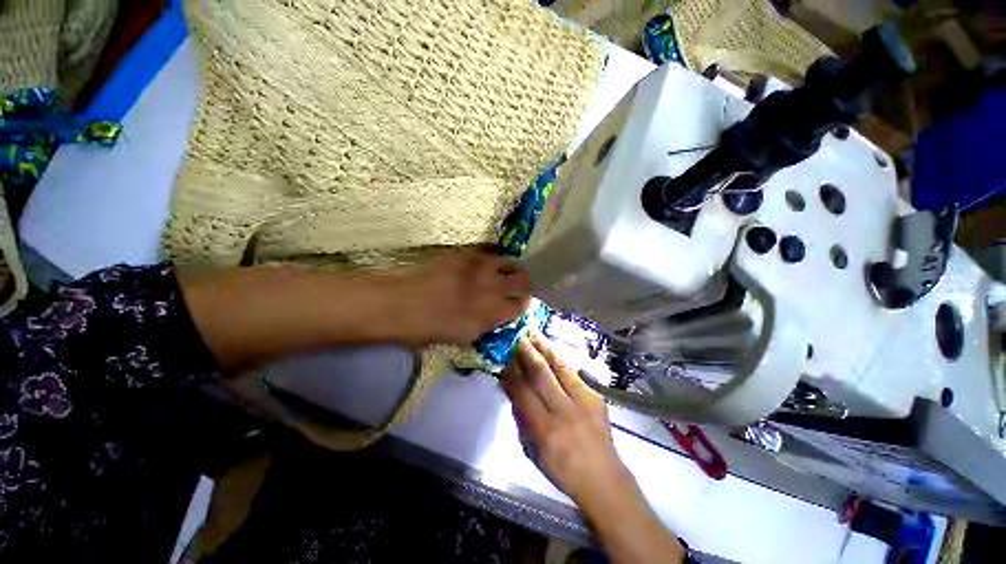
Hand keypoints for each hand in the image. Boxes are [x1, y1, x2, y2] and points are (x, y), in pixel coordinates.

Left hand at [386, 248, 531, 344]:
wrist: (397, 302)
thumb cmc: (426, 328)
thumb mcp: (462, 337)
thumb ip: (486, 326)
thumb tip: (497, 317)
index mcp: (492, 312)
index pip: (522, 306)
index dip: (522, 306)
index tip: (517, 306)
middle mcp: (492, 287)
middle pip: (524, 281)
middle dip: (524, 287)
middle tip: (516, 289)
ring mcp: (480, 266)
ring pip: (511, 262)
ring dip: (512, 270)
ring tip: (503, 274)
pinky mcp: (466, 253)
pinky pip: (489, 252)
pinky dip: (493, 259)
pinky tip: (484, 265)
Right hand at [503, 336, 686, 563]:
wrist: (603, 478)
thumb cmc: (562, 469)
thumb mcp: (533, 451)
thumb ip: (522, 419)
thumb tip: (513, 391)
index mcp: (544, 430)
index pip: (522, 393)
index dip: (511, 374)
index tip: (504, 358)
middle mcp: (563, 412)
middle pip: (541, 376)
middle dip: (527, 354)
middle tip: (518, 338)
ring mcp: (582, 402)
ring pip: (560, 369)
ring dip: (546, 350)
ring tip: (535, 335)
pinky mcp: (595, 397)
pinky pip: (574, 373)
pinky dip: (561, 360)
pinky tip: (553, 351)